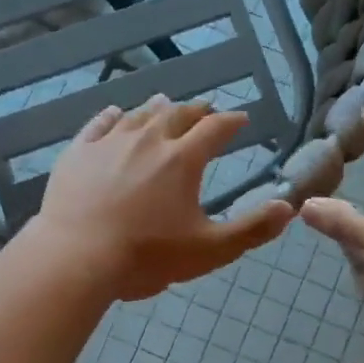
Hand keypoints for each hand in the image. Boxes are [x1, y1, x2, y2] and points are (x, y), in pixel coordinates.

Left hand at [28, 96, 293, 300]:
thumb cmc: (147, 256)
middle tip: (206, 110)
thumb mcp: (210, 250)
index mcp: (182, 160)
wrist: (76, 258)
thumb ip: (252, 229)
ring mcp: (109, 143)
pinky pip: (97, 124)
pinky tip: (114, 113)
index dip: (231, 121)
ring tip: (166, 104)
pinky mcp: (77, 153)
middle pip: (177, 114)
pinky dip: (112, 116)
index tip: (240, 119)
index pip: (214, 129)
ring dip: (158, 108)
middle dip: (196, 111)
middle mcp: (148, 140)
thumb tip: (287, 207)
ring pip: (138, 114)